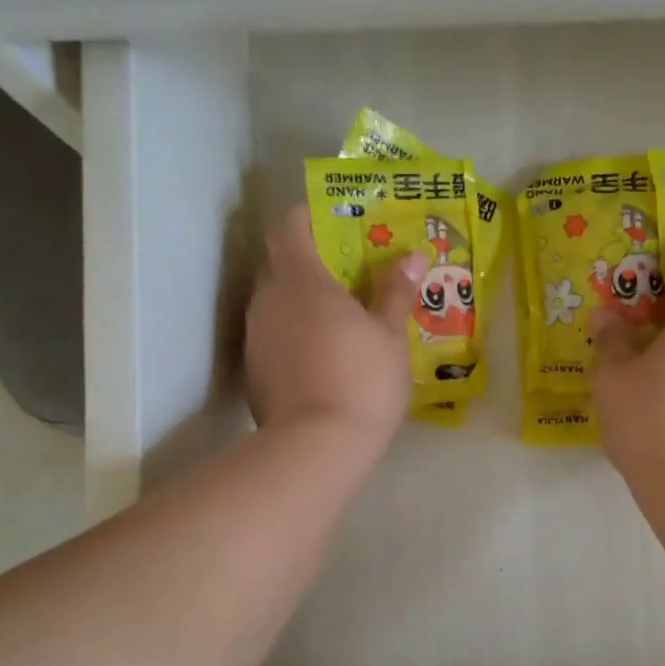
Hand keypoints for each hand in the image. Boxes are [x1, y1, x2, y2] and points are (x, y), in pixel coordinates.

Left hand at [245, 204, 425, 449]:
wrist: (317, 447)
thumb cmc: (361, 380)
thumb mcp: (390, 335)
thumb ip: (396, 292)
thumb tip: (410, 257)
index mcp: (301, 279)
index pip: (290, 227)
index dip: (310, 217)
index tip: (338, 223)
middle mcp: (268, 299)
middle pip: (283, 264)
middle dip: (313, 263)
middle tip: (352, 275)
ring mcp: (255, 336)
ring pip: (277, 303)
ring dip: (303, 303)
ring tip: (342, 319)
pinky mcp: (254, 370)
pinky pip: (275, 336)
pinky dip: (295, 335)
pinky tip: (324, 357)